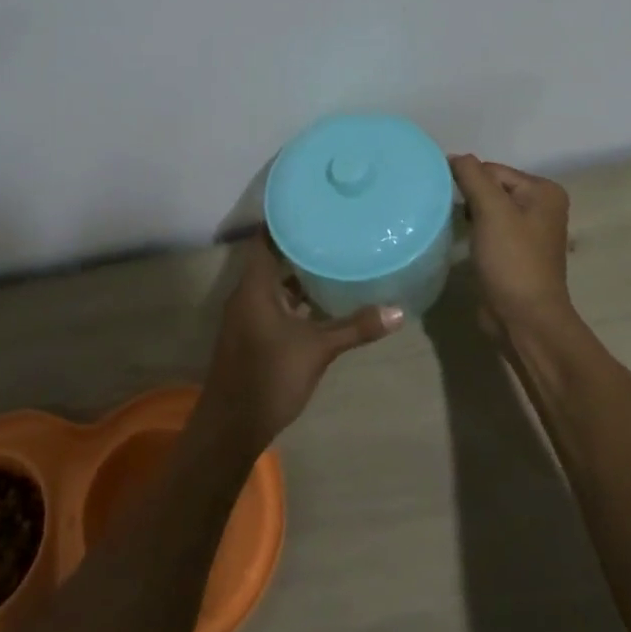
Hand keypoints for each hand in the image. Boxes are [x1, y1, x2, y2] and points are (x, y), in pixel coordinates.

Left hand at [195, 230, 401, 454]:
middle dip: (299, 244)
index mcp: (255, 286)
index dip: (285, 219)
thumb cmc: (269, 377)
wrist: (231, 428)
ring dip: (298, 272)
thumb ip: (355, 327)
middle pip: (272, 257)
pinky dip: (295, 297)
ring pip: (274, 282)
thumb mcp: (317, 350)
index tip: (311, 203)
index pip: (266, 238)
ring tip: (332, 255)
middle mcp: (247, 294)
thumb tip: (398, 310)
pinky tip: (321, 299)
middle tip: (331, 227)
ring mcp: (248, 315)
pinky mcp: (253, 334)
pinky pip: (274, 302)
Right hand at [449, 155, 573, 332]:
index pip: (493, 170)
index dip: (469, 182)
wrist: (525, 321)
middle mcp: (541, 206)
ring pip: (488, 209)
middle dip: (469, 198)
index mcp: (543, 191)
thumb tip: (454, 156)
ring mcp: (530, 232)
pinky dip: (475, 232)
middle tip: (447, 213)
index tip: (447, 198)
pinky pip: (489, 230)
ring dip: (470, 216)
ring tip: (452, 226)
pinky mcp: (516, 253)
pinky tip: (463, 242)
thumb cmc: (512, 261)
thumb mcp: (491, 210)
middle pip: (491, 188)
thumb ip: (472, 176)